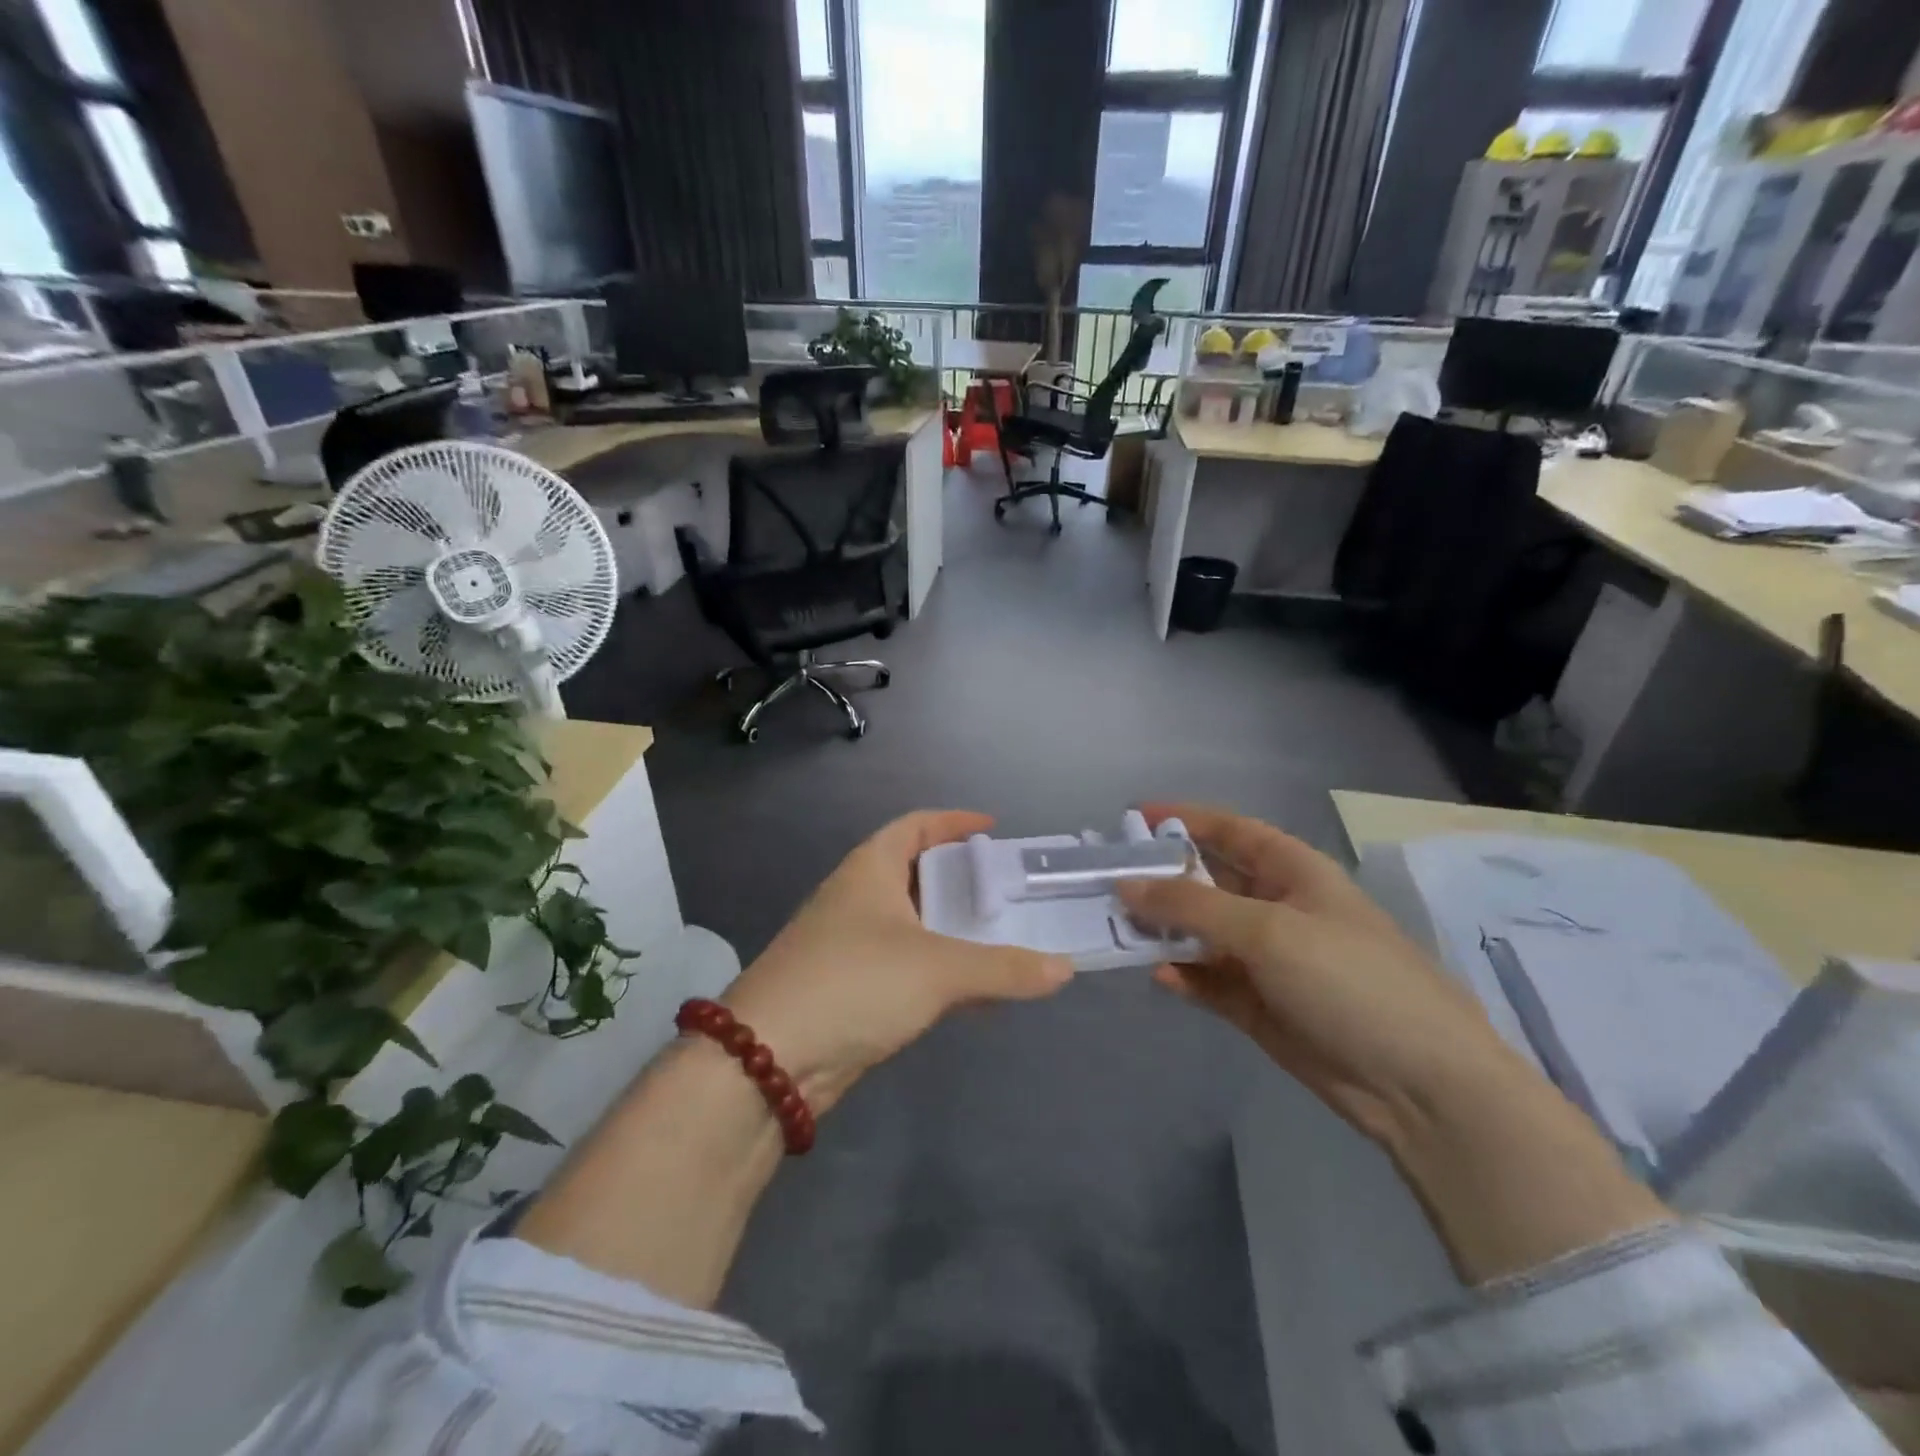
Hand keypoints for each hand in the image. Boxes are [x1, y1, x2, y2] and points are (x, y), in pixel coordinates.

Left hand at [720, 810, 1073, 1116]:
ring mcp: (848, 945)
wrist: (769, 1059)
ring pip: (912, 925)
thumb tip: (1065, 969)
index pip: (915, 826)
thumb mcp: (938, 970)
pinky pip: (905, 966)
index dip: (954, 822)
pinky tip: (973, 993)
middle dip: (961, 880)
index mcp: (870, 870)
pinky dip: (939, 971)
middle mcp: (856, 898)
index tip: (994, 830)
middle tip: (1008, 891)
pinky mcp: (848, 989)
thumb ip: (1004, 969)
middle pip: (916, 874)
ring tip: (1001, 938)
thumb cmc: (855, 982)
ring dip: (952, 930)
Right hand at [1118, 802, 1520, 1147]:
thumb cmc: (1350, 981)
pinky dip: (1184, 975)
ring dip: (1164, 930)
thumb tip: (1126, 885)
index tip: (1132, 818)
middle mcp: (1278, 908)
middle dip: (1162, 878)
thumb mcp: (1268, 930)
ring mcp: (1269, 960)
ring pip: (1202, 933)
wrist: (1420, 1087)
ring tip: (1117, 928)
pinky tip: (1159, 976)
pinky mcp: (1260, 1006)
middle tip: (1106, 879)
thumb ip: (1191, 906)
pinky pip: (1209, 979)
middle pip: (1209, 881)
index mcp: (1294, 872)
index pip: (1231, 831)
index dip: (1185, 819)